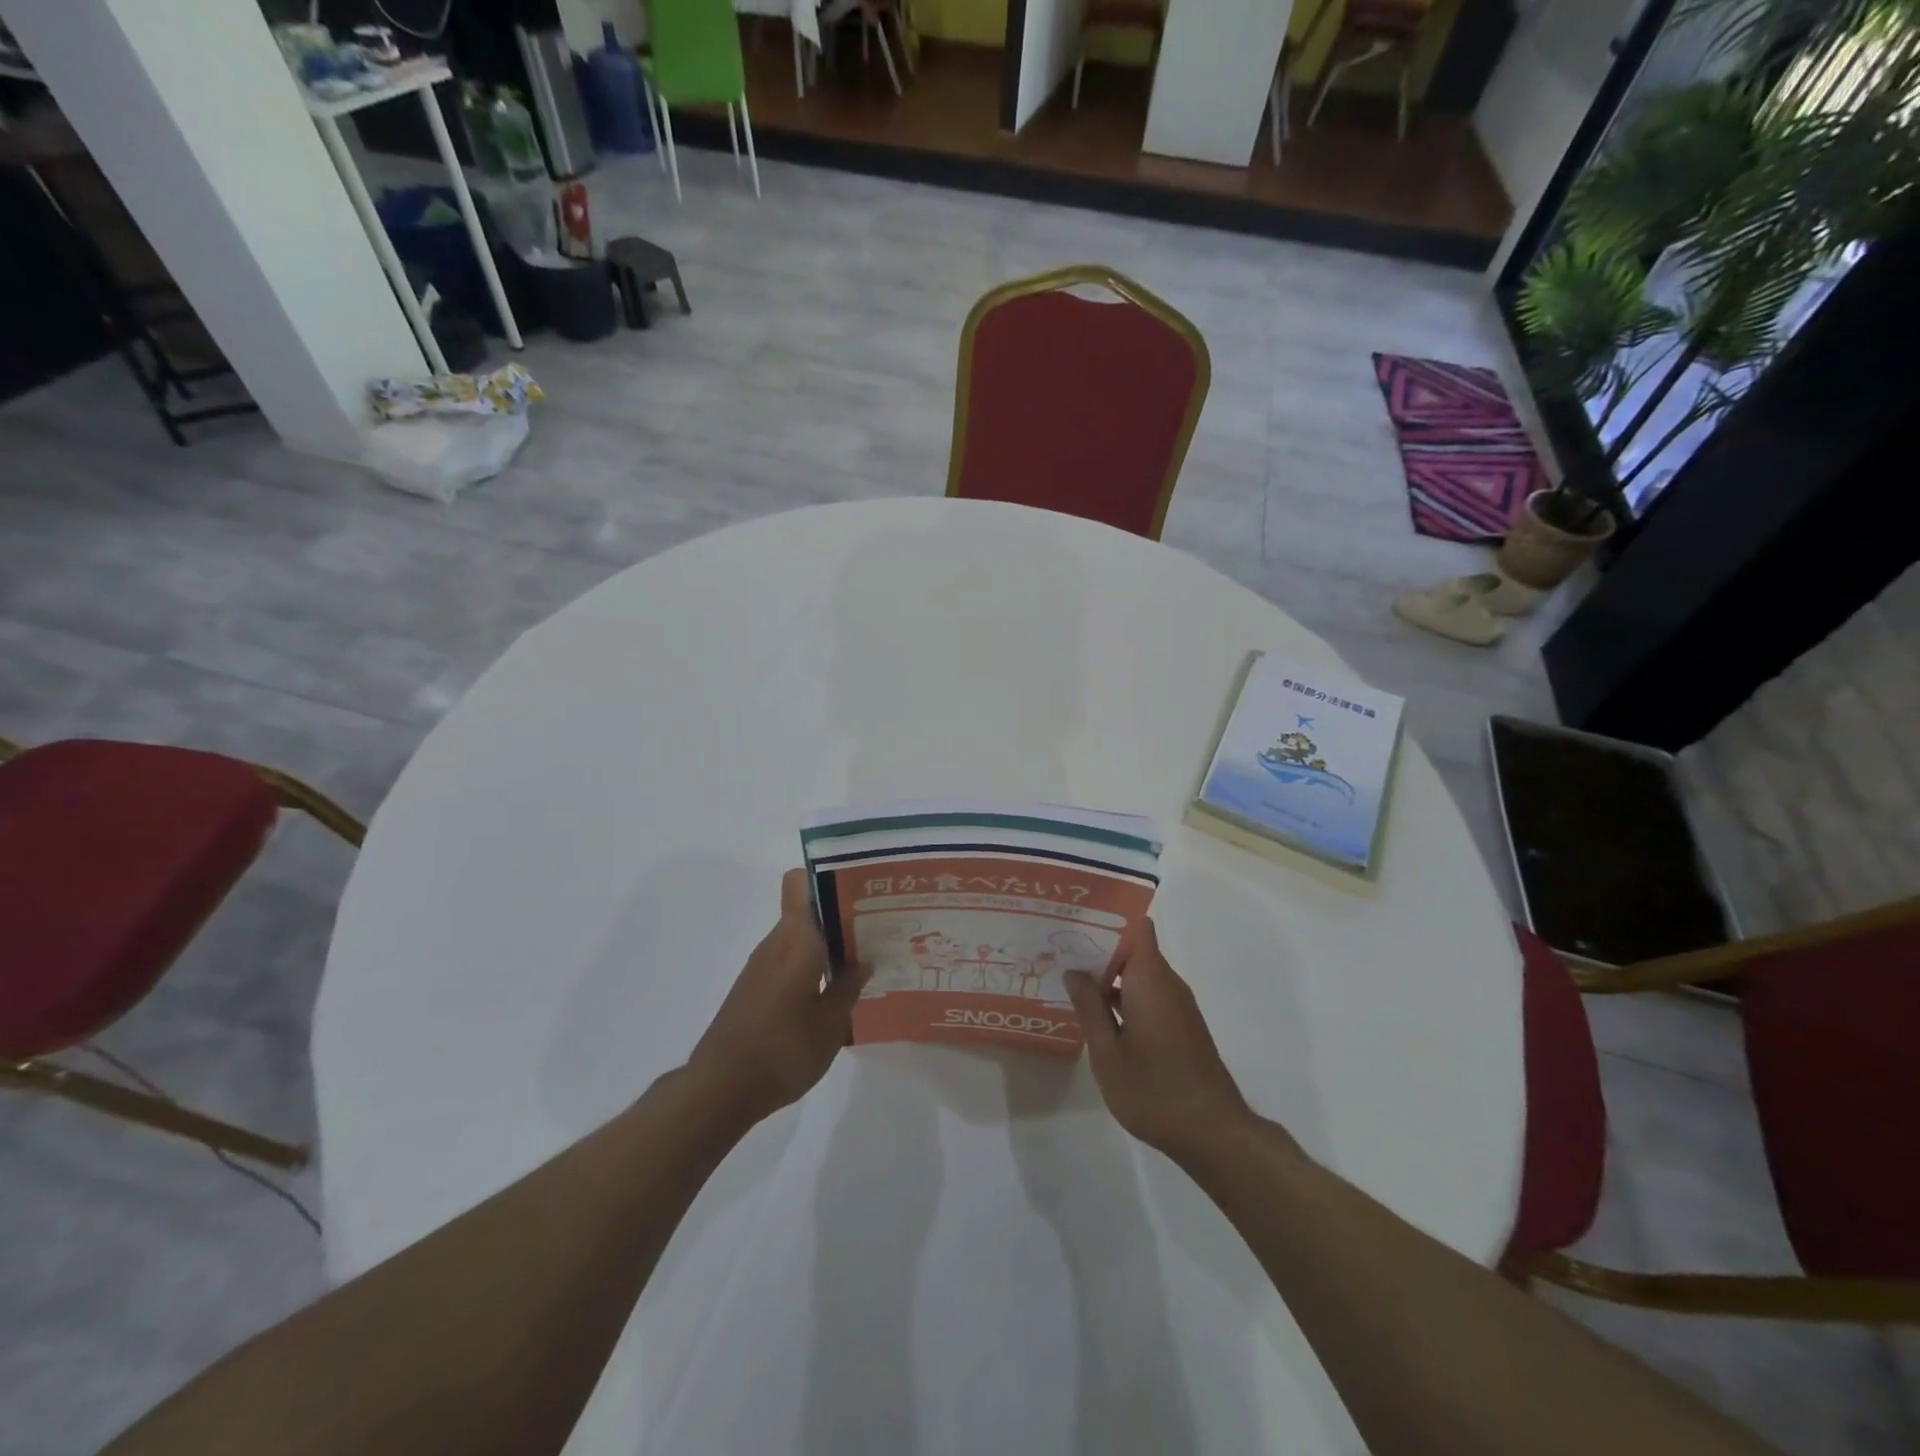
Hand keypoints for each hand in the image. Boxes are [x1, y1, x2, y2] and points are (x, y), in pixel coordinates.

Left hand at [685, 869, 869, 1129]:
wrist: (720, 1089)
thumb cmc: (782, 1050)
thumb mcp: (830, 1024)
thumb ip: (849, 987)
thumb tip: (864, 961)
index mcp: (795, 940)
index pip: (800, 883)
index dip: (827, 877)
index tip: (859, 890)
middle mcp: (776, 943)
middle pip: (807, 911)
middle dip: (841, 916)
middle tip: (877, 929)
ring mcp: (761, 966)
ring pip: (799, 938)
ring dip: (827, 945)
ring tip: (863, 962)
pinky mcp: (753, 989)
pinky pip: (789, 961)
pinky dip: (811, 967)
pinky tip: (832, 993)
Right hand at [1064, 919, 1250, 1161]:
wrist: (1213, 1133)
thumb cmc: (1154, 1090)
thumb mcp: (1107, 1053)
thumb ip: (1090, 1008)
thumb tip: (1074, 971)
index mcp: (1150, 979)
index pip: (1137, 927)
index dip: (1108, 918)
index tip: (1076, 921)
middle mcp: (1167, 983)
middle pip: (1134, 948)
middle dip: (1099, 946)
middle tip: (1059, 949)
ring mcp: (1177, 1005)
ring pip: (1139, 972)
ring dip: (1109, 974)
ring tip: (1068, 977)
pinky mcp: (1180, 1024)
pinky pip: (1148, 993)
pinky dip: (1123, 994)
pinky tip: (1096, 1012)